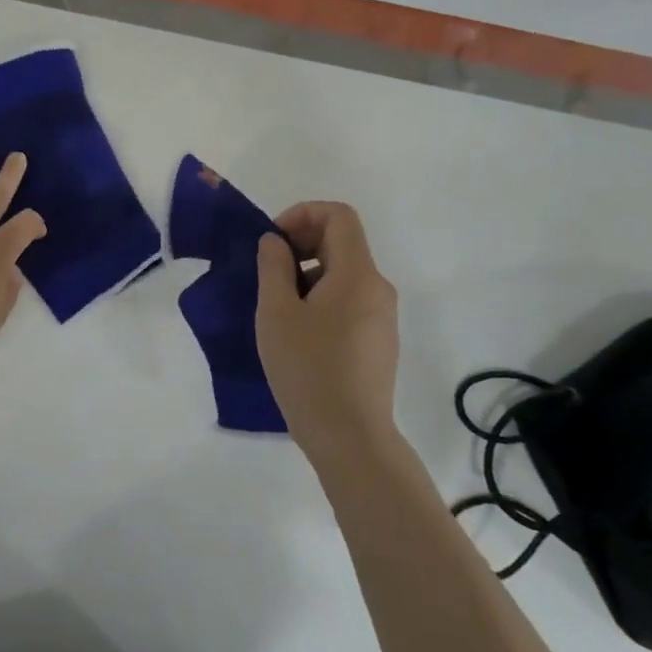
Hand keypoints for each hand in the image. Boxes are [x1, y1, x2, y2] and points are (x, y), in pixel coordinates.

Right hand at [255, 202, 400, 459]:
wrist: (350, 437)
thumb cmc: (308, 368)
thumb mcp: (276, 312)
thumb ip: (273, 266)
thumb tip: (276, 242)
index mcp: (358, 274)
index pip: (339, 216)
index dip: (303, 214)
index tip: (274, 241)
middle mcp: (378, 288)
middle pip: (342, 243)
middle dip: (302, 244)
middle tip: (269, 272)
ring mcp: (383, 317)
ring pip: (344, 274)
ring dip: (308, 274)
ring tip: (278, 308)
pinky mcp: (379, 341)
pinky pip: (350, 300)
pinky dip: (322, 298)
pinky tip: (299, 332)